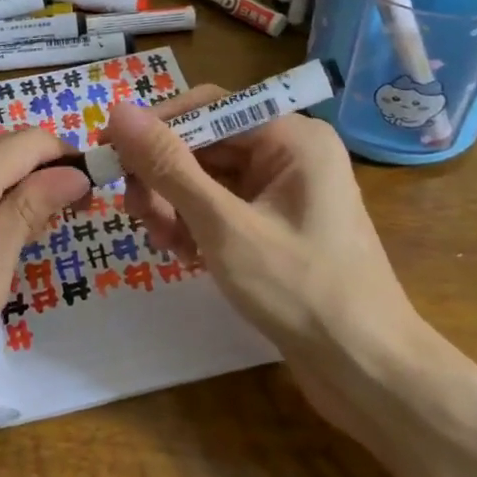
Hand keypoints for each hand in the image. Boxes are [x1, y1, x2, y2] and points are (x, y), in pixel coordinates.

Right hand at [106, 89, 417, 371]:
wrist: (367, 370)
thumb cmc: (301, 291)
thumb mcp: (224, 226)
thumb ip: (168, 167)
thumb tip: (118, 112)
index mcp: (291, 137)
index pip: (207, 106)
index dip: (155, 127)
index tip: (109, 155)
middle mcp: (289, 153)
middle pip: (205, 144)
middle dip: (165, 178)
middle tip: (137, 215)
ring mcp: (284, 191)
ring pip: (208, 179)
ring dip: (176, 206)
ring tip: (164, 244)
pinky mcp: (276, 226)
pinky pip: (222, 208)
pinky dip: (197, 226)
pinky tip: (186, 257)